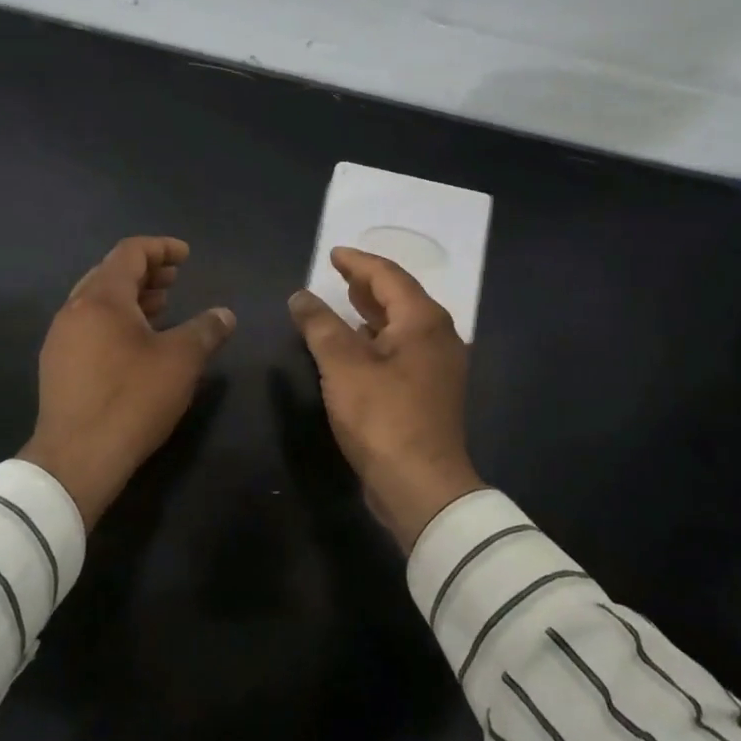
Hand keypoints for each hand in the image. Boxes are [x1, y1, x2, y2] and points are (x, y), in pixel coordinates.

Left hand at [21, 236, 235, 528]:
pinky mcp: (56, 365)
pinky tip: (136, 343)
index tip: (186, 256)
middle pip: (110, 273)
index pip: (130, 253)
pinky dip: (115, 320)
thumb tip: (225, 315)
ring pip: (97, 301)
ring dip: (131, 297)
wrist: (76, 458)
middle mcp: (74, 309)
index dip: (161, 247)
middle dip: (146, 271)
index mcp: (102, 298)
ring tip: (162, 307)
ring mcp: (60, 338)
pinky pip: (89, 325)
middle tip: (175, 279)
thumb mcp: (180, 361)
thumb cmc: (131, 400)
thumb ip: (205, 330)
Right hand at [289, 247, 484, 551]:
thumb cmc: (383, 417)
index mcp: (423, 322)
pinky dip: (378, 339)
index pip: (388, 276)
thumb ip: (320, 325)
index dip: (358, 262)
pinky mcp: (430, 392)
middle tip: (339, 273)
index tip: (333, 254)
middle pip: (401, 298)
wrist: (422, 486)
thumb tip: (301, 296)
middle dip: (368, 284)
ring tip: (345, 302)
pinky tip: (358, 346)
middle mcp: (439, 337)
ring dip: (373, 312)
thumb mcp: (343, 366)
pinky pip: (403, 349)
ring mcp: (438, 367)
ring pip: (403, 325)